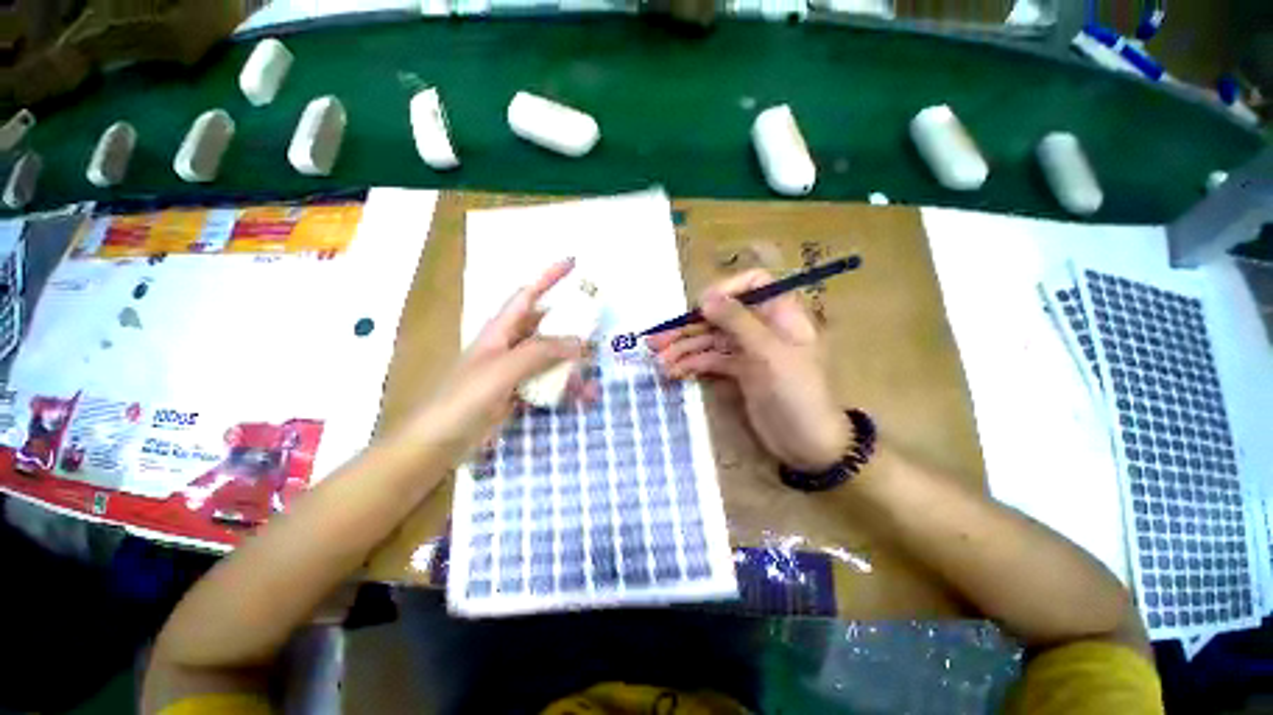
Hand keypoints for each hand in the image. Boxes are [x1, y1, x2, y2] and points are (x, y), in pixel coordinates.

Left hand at [414, 259, 587, 457]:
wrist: (439, 442)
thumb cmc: (465, 398)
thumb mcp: (503, 369)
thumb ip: (540, 352)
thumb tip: (578, 342)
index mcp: (501, 331)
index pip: (528, 295)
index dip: (549, 277)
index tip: (573, 263)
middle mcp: (510, 345)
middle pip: (547, 327)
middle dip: (572, 328)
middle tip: (597, 332)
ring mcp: (516, 370)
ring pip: (552, 358)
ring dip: (573, 367)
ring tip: (593, 382)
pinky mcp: (519, 392)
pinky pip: (549, 383)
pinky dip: (565, 389)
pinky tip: (581, 398)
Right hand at [647, 269, 849, 470]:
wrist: (808, 444)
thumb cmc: (798, 393)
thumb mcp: (770, 353)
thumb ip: (738, 322)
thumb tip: (706, 297)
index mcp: (781, 314)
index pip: (753, 284)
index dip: (726, 289)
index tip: (700, 306)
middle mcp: (763, 328)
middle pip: (722, 315)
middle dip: (690, 327)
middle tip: (658, 341)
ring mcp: (750, 351)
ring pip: (712, 340)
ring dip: (685, 349)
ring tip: (659, 363)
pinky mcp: (739, 372)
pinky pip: (712, 361)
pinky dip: (693, 365)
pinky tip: (674, 372)